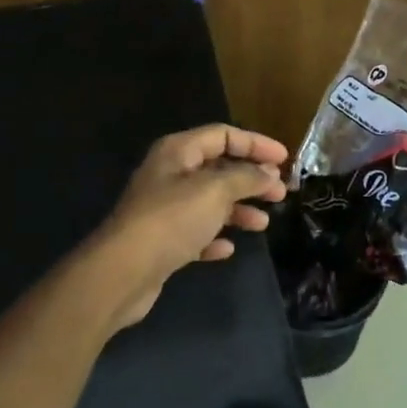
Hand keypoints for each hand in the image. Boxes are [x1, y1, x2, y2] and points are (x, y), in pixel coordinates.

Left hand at [90, 124, 288, 329]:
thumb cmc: (171, 220)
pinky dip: (215, 236)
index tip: (284, 160)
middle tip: (280, 193)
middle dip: (251, 179)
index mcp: (178, 152)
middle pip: (218, 168)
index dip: (255, 143)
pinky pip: (196, 232)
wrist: (123, 272)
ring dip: (238, 209)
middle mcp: (170, 175)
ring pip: (210, 202)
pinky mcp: (162, 241)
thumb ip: (246, 177)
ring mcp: (164, 209)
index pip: (223, 135)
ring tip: (262, 224)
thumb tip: (269, 173)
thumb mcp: (215, 191)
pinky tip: (228, 247)